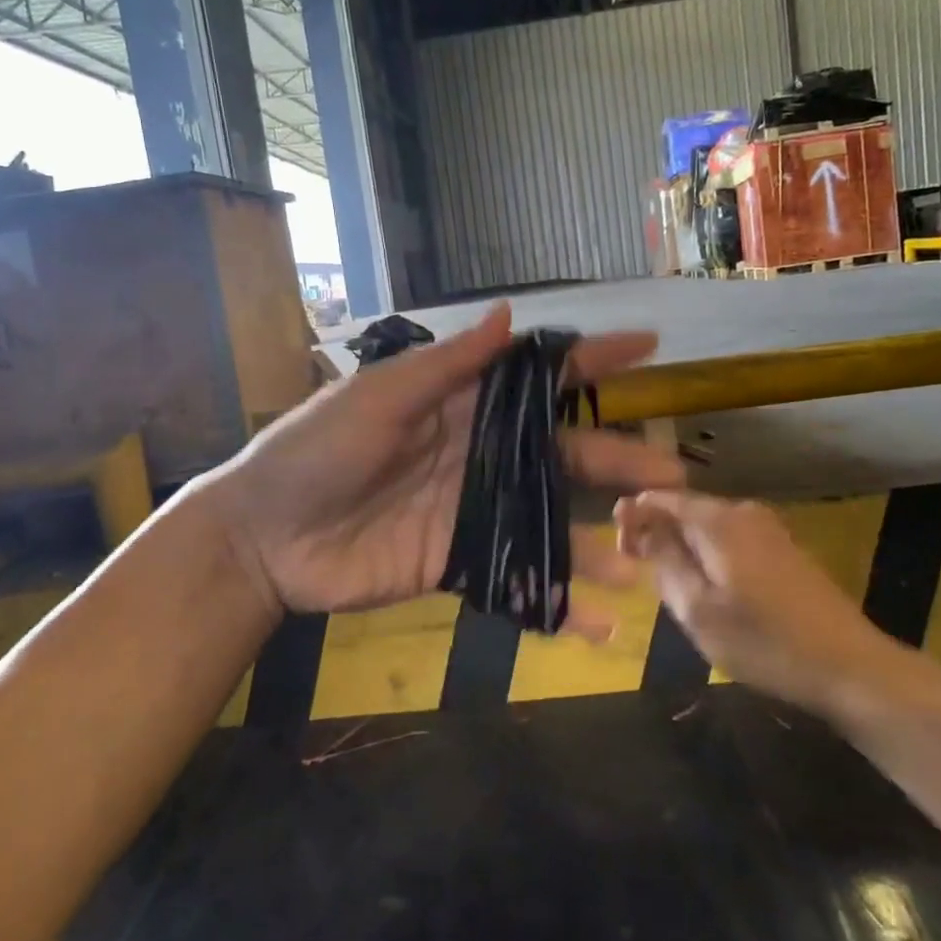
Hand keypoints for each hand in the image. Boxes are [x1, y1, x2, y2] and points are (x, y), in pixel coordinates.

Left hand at [200, 305, 685, 621]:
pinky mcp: (462, 564)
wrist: (265, 537)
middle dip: (619, 460)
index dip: (591, 361)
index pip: (538, 378)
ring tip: (651, 559)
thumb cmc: (316, 451)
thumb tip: (510, 315)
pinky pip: (521, 580)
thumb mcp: (378, 398)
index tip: (648, 348)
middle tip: (675, 478)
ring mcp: (476, 512)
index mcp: (463, 405)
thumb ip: (446, 365)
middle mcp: (482, 454)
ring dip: (602, 540)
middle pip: (564, 453)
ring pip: (553, 520)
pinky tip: (601, 625)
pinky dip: (559, 603)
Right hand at [614, 491, 899, 713]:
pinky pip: (731, 540)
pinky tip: (711, 590)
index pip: (660, 498)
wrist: (850, 667)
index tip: (618, 548)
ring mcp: (769, 529)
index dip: (633, 516)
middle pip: (686, 510)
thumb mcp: (697, 609)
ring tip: (673, 588)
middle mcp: (743, 512)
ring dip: (684, 548)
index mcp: (718, 520)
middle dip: (658, 533)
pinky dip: (710, 556)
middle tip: (641, 573)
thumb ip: (664, 560)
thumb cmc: (764, 642)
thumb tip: (638, 522)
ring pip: (708, 527)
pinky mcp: (785, 550)